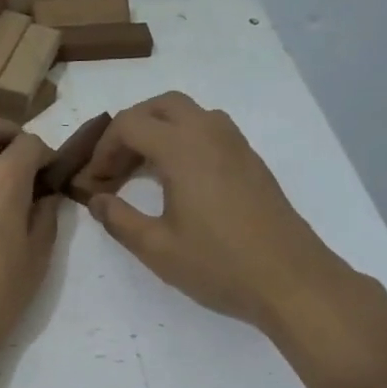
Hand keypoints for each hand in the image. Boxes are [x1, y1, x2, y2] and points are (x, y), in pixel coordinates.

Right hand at [73, 92, 361, 332]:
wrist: (291, 280)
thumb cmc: (219, 265)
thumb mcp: (157, 248)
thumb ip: (119, 219)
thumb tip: (96, 199)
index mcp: (183, 148)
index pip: (130, 124)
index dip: (103, 148)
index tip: (95, 181)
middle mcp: (210, 133)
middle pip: (161, 106)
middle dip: (130, 128)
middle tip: (114, 166)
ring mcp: (236, 145)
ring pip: (190, 114)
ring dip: (159, 131)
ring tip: (142, 170)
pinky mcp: (252, 162)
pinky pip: (210, 131)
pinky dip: (184, 141)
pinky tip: (178, 181)